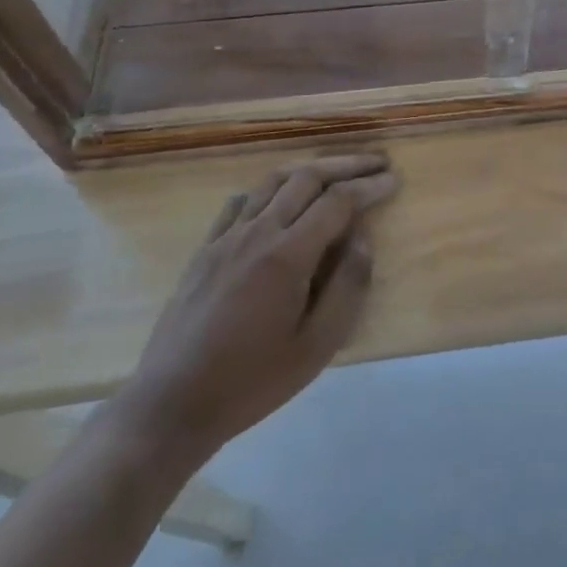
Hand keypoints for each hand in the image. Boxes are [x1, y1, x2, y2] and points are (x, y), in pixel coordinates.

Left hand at [107, 153, 398, 472]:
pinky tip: (279, 199)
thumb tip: (363, 237)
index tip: (394, 180)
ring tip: (336, 171)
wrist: (172, 403)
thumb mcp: (317, 346)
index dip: (369, 187)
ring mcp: (226, 237)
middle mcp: (257, 232)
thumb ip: (348, 286)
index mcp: (287, 255)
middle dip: (346, 165)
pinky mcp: (205, 248)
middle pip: (307, 177)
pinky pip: (241, 201)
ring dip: (310, 169)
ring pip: (272, 181)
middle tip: (376, 163)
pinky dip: (270, 189)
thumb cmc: (252, 380)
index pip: (337, 201)